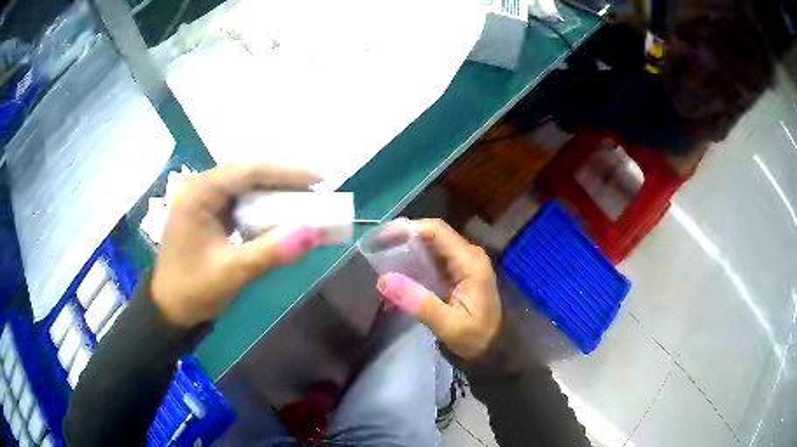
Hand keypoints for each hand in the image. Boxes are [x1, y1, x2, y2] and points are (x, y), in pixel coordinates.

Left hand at [151, 163, 322, 326]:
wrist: (168, 309)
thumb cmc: (192, 290)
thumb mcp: (231, 273)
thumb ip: (271, 251)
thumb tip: (314, 232)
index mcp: (200, 193)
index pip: (250, 169)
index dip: (288, 171)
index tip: (321, 180)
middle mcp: (201, 187)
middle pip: (250, 171)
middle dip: (285, 180)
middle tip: (319, 192)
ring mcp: (204, 198)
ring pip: (247, 184)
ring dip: (277, 192)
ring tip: (307, 202)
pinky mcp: (209, 211)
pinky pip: (242, 200)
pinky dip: (264, 206)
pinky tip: (281, 214)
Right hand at [376, 219, 500, 360]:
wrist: (495, 350)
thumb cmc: (477, 338)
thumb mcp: (449, 325)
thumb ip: (420, 303)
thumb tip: (384, 279)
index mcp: (470, 261)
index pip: (436, 231)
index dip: (407, 229)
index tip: (380, 239)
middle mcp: (467, 255)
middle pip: (430, 236)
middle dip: (401, 241)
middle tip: (374, 252)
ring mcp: (462, 264)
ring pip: (428, 249)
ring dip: (404, 256)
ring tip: (379, 267)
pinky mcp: (455, 275)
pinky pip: (430, 264)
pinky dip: (411, 270)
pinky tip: (395, 284)